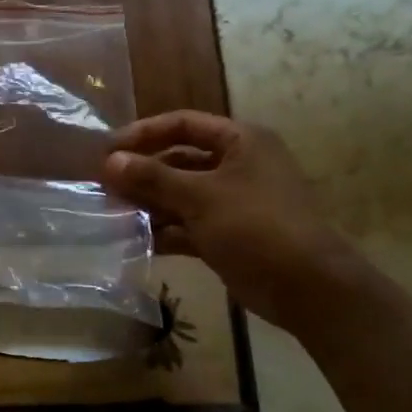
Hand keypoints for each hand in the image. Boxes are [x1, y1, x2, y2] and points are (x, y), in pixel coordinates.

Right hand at [101, 111, 352, 318]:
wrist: (306, 287)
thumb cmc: (255, 226)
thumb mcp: (200, 196)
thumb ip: (153, 177)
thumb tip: (110, 161)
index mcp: (240, 142)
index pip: (183, 124)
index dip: (144, 133)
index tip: (108, 150)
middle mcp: (237, 166)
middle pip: (179, 161)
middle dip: (143, 174)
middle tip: (104, 187)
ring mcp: (232, 203)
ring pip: (181, 196)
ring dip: (150, 204)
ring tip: (112, 214)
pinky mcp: (227, 235)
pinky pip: (188, 226)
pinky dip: (164, 231)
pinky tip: (135, 240)